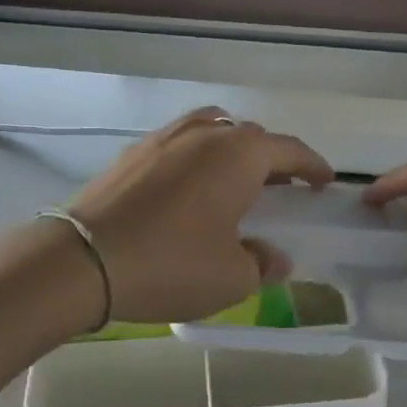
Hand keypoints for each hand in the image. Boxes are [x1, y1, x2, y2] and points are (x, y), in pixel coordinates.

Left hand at [67, 108, 332, 323]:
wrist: (82, 259)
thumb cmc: (169, 264)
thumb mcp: (230, 278)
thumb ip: (262, 263)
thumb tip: (275, 257)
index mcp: (238, 155)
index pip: (288, 150)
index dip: (312, 165)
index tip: (325, 181)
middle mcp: (204, 134)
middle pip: (250, 136)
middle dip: (272, 158)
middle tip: (283, 187)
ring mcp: (164, 138)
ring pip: (212, 129)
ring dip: (232, 149)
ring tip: (236, 179)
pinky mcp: (133, 152)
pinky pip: (180, 142)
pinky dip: (197, 155)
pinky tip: (190, 186)